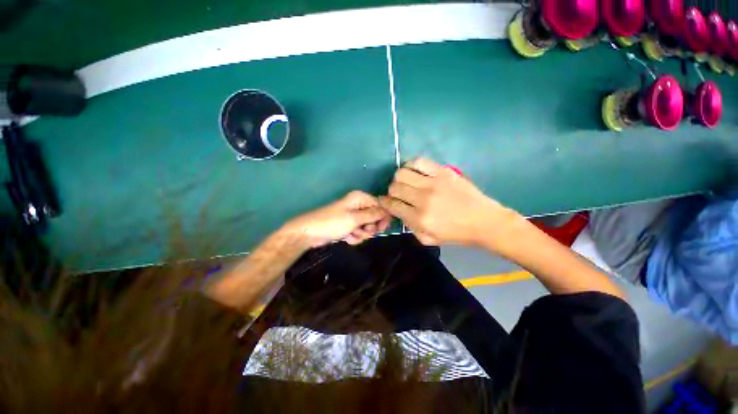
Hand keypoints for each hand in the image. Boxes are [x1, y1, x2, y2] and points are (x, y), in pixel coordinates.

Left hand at [285, 191, 391, 247]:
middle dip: (370, 228)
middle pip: (374, 218)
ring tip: (352, 235)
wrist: (309, 233)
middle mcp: (358, 206)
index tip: (382, 228)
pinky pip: (359, 232)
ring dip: (361, 234)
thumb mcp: (354, 219)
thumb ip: (373, 215)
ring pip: (367, 227)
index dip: (383, 217)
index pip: (379, 206)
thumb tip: (388, 211)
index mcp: (360, 199)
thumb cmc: (332, 222)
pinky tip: (347, 238)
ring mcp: (353, 217)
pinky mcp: (348, 226)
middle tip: (364, 232)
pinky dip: (354, 237)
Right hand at [379, 158, 516, 245]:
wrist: (484, 221)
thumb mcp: (428, 239)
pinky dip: (411, 165)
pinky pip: (419, 162)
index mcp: (419, 218)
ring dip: (399, 178)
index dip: (384, 203)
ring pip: (402, 173)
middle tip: (397, 194)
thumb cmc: (456, 233)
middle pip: (394, 188)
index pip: (392, 205)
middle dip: (391, 191)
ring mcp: (433, 183)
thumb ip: (410, 226)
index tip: (384, 201)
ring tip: (405, 182)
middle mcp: (423, 199)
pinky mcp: (443, 172)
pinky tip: (414, 171)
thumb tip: (398, 211)